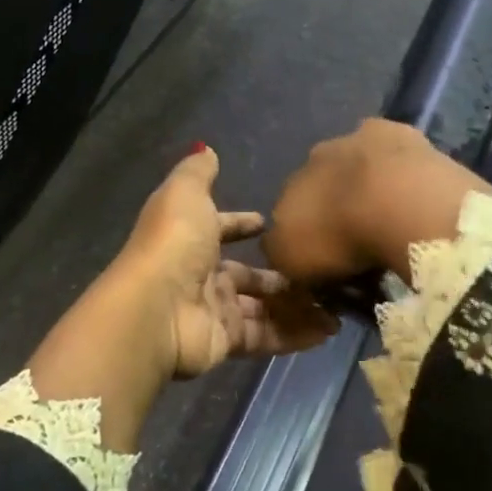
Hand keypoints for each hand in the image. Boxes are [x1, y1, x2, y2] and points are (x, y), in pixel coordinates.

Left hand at [121, 146, 340, 378]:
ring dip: (296, 305)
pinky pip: (267, 335)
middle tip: (319, 270)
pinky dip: (296, 334)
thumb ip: (198, 172)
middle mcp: (202, 275)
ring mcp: (215, 310)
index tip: (268, 224)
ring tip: (336, 305)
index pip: (221, 230)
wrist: (155, 309)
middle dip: (280, 273)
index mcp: (191, 238)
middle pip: (247, 275)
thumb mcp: (186, 194)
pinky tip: (328, 329)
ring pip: (262, 307)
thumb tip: (206, 149)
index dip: (242, 225)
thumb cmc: (174, 243)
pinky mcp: (227, 341)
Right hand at [262, 120, 491, 287]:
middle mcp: (320, 153)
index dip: (306, 229)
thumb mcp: (292, 260)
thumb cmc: (340, 236)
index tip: (324, 253)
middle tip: (358, 234)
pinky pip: (398, 154)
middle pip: (323, 178)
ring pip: (359, 162)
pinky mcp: (404, 134)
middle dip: (336, 201)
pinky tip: (416, 194)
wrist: (399, 201)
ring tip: (392, 216)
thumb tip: (280, 246)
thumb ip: (280, 250)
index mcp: (291, 181)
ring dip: (370, 183)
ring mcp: (363, 137)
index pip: (290, 204)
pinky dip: (402, 171)